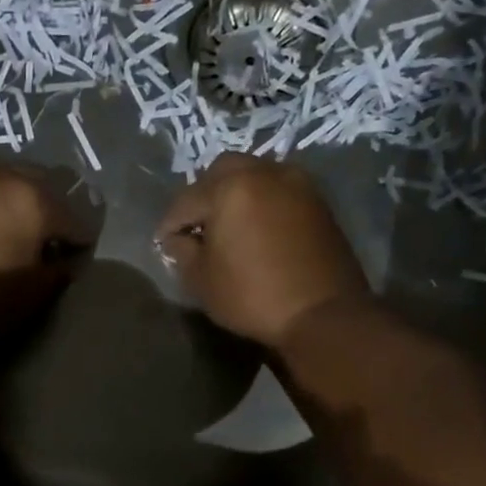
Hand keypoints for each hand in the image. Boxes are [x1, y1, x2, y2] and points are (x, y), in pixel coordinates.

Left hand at [0, 166, 94, 356]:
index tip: (78, 257)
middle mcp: (1, 177)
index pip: (74, 218)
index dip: (80, 241)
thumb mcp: (33, 294)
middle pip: (41, 186)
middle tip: (51, 239)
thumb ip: (57, 271)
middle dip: (51, 210)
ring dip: (17, 203)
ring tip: (17, 233)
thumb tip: (64, 262)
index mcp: (33, 199)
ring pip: (5, 184)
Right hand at [155, 153, 371, 347]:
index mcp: (230, 187)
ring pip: (254, 176)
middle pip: (222, 172)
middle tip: (196, 226)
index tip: (162, 243)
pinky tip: (255, 230)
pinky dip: (261, 203)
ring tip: (227, 227)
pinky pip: (278, 191)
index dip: (169, 224)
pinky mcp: (317, 201)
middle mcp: (264, 172)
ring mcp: (296, 183)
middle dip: (203, 196)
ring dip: (235, 195)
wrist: (322, 313)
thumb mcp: (202, 280)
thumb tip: (179, 239)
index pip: (186, 200)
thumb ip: (183, 252)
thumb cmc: (252, 296)